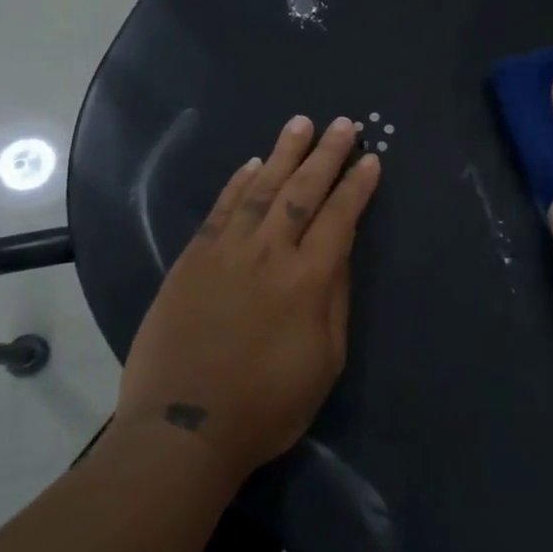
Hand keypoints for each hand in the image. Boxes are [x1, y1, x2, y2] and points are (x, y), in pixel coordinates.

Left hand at [114, 115, 380, 481]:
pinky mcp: (193, 259)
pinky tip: (251, 164)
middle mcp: (269, 253)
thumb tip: (338, 252)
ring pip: (261, 188)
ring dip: (283, 153)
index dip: (357, 185)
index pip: (340, 217)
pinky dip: (238, 183)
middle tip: (343, 124)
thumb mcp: (324, 361)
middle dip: (326, 154)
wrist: (182, 428)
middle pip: (303, 190)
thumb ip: (334, 299)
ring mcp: (226, 251)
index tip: (370, 158)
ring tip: (300, 124)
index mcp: (308, 279)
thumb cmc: (266, 405)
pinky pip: (220, 209)